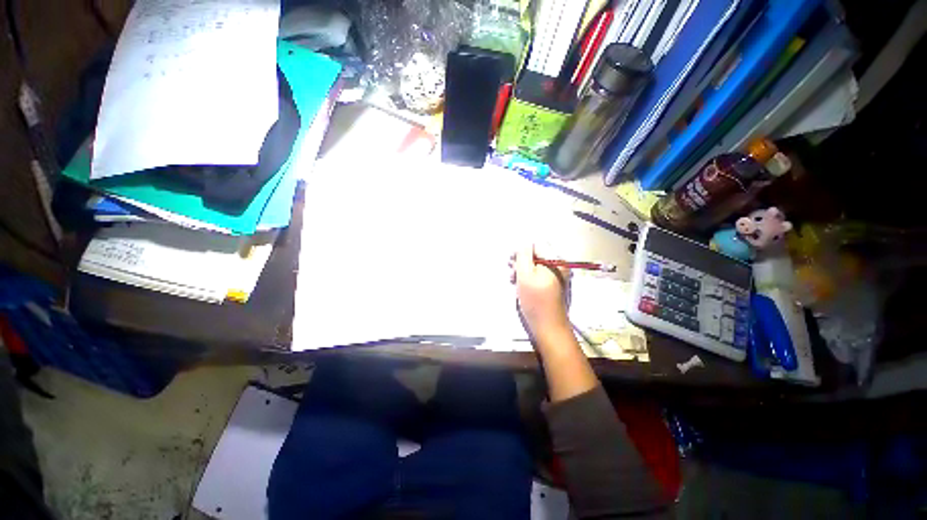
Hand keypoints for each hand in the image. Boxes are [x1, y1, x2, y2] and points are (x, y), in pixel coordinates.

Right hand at [511, 245, 570, 340]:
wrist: (548, 327)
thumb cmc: (535, 301)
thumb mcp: (525, 275)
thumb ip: (523, 255)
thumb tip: (523, 243)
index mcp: (555, 261)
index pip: (536, 245)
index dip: (521, 250)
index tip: (510, 260)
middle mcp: (559, 266)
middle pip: (537, 255)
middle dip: (521, 261)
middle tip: (510, 269)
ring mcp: (558, 276)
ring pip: (536, 266)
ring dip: (523, 270)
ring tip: (513, 279)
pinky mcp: (553, 286)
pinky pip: (539, 275)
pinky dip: (528, 278)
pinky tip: (519, 285)